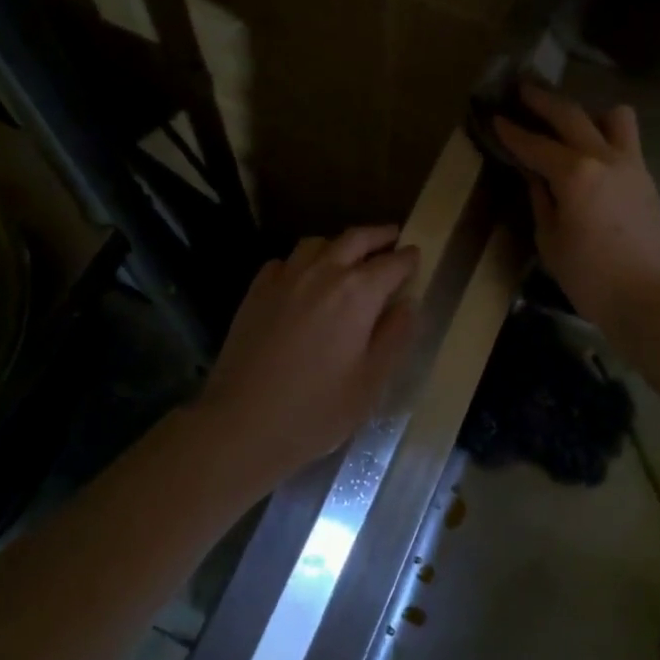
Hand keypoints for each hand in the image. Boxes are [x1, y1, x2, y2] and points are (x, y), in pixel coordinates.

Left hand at [195, 225, 418, 475]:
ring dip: (339, 244)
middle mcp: (322, 273)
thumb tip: (408, 305)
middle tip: (392, 237)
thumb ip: (394, 337)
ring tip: (348, 256)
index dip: (408, 259)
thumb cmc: (317, 410)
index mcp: (358, 293)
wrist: (243, 423)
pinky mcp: (256, 291)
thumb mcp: (371, 382)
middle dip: (378, 235)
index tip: (417, 256)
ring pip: (317, 243)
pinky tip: (303, 278)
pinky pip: (284, 261)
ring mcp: (284, 278)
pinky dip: (302, 261)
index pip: (392, 263)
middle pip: (355, 239)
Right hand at [494, 82, 659, 336]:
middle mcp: (604, 157)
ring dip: (588, 113)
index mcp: (575, 173)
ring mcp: (632, 164)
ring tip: (570, 124)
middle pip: (572, 115)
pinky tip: (591, 154)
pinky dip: (606, 135)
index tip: (495, 117)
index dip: (512, 131)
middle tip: (523, 89)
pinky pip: (627, 141)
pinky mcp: (647, 178)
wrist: (651, 299)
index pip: (535, 144)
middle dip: (543, 101)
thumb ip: (541, 200)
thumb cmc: (590, 277)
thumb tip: (535, 176)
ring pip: (613, 117)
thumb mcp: (550, 240)